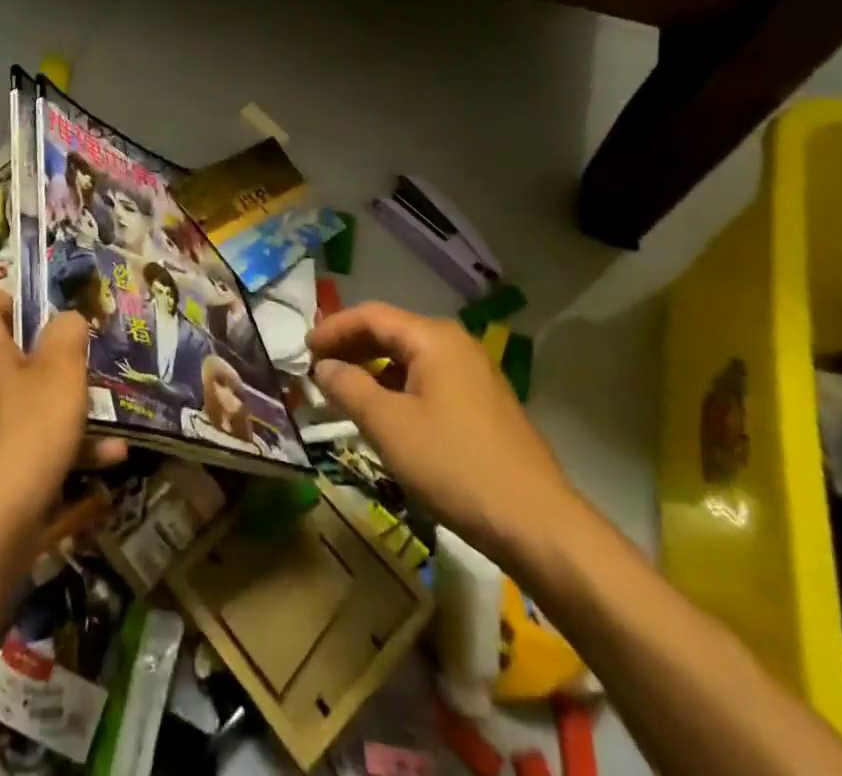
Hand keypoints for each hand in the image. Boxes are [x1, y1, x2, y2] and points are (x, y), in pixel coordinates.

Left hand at [0, 282, 119, 556]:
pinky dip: (58, 441)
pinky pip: (23, 435)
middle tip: (85, 359)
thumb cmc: (25, 435)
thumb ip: (68, 334)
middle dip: (51, 352)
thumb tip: (66, 320)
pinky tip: (106, 458)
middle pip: (7, 345)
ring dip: (64, 400)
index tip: (51, 316)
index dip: (16, 294)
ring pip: (22, 394)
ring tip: (107, 411)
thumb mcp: (61, 373)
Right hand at [308, 302, 577, 565]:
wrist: (538, 525)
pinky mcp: (484, 404)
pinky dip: (398, 387)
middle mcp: (455, 344)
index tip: (302, 350)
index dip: (333, 329)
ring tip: (344, 392)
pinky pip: (428, 379)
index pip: (371, 315)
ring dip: (372, 369)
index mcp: (433, 338)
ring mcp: (475, 374)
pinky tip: (386, 415)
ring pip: (410, 358)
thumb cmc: (454, 465)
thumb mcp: (388, 426)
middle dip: (351, 347)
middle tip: (317, 368)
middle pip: (391, 331)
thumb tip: (323, 367)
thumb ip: (348, 387)